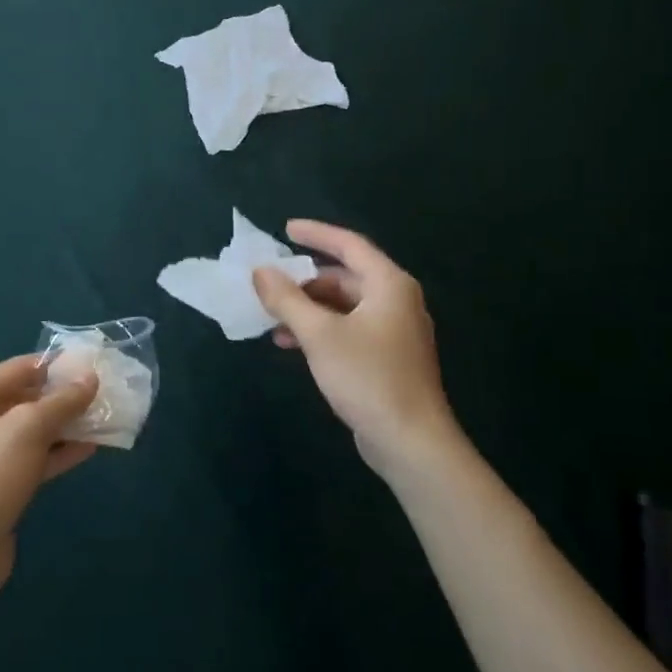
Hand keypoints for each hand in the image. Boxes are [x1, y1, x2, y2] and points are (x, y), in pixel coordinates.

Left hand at [0, 354, 97, 599]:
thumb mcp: (28, 430)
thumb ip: (62, 401)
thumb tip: (90, 377)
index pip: (19, 368)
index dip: (57, 365)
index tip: (93, 364)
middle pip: (25, 398)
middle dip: (64, 397)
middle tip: (104, 393)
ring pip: (32, 430)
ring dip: (66, 425)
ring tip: (104, 418)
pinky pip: (32, 457)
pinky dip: (58, 452)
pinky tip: (91, 448)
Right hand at [252, 220, 460, 480]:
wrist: (411, 442)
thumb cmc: (367, 377)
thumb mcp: (319, 334)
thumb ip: (287, 299)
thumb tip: (260, 271)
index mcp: (389, 285)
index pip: (349, 245)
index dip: (316, 233)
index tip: (285, 229)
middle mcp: (396, 301)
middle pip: (345, 276)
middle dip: (305, 280)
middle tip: (271, 283)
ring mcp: (394, 331)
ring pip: (344, 306)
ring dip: (308, 308)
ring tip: (273, 317)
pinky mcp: (388, 358)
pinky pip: (348, 329)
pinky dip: (321, 330)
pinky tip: (292, 344)